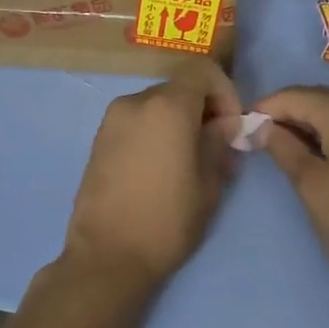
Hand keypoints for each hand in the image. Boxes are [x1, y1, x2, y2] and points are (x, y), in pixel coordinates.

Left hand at [61, 61, 241, 292]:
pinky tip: (160, 168)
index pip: (201, 71)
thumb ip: (218, 144)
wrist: (107, 257)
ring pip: (155, 106)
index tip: (231, 124)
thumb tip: (224, 125)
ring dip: (177, 121)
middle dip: (202, 108)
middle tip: (215, 145)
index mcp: (167, 107)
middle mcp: (135, 103)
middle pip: (177, 88)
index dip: (224, 90)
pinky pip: (135, 122)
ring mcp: (111, 121)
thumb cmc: (166, 221)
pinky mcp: (98, 140)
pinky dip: (154, 131)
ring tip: (188, 160)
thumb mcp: (207, 185)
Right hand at [253, 86, 328, 297]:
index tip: (243, 126)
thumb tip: (259, 127)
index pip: (298, 96)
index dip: (267, 108)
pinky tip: (323, 153)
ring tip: (289, 149)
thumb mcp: (311, 187)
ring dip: (313, 123)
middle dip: (290, 114)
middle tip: (261, 140)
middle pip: (322, 98)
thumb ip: (283, 148)